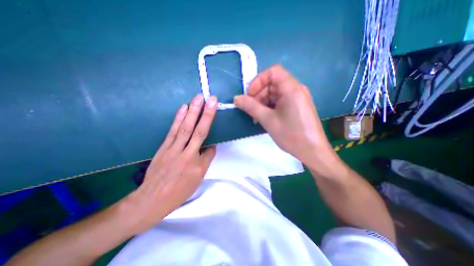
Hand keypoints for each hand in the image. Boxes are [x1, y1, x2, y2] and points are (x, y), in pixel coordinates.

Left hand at [122, 94, 216, 231]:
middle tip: (211, 99)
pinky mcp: (164, 146)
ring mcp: (173, 148)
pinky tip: (183, 108)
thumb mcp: (197, 179)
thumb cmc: (179, 191)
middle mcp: (186, 153)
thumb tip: (210, 146)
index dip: (214, 135)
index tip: (215, 116)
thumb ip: (206, 160)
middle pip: (198, 131)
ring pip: (185, 128)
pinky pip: (173, 130)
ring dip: (192, 112)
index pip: (209, 147)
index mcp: (196, 164)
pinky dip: (178, 118)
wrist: (152, 199)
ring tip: (198, 98)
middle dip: (205, 114)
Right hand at [234, 64, 331, 165]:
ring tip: (257, 116)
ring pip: (275, 93)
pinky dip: (270, 106)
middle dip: (259, 94)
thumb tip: (236, 98)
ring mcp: (297, 98)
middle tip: (251, 109)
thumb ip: (251, 107)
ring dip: (263, 101)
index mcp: (291, 88)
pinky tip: (265, 117)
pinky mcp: (297, 106)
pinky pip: (280, 100)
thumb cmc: (291, 135)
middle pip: (273, 83)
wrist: (312, 151)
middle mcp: (296, 89)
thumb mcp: (268, 120)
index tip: (249, 95)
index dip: (258, 81)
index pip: (272, 72)